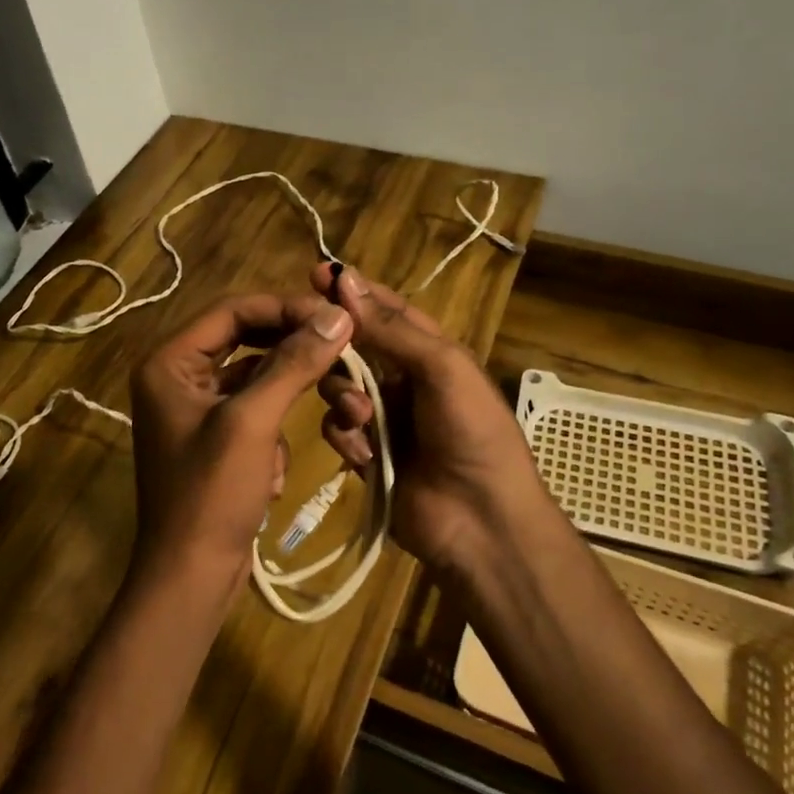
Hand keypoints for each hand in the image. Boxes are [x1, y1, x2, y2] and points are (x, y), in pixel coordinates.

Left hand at [129, 293, 354, 605]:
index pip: (233, 310)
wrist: (191, 577)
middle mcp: (177, 375)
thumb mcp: (254, 422)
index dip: (285, 307)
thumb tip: (338, 315)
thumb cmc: (212, 495)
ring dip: (291, 389)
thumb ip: (294, 363)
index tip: (335, 316)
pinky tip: (276, 466)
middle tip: (341, 344)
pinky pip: (254, 408)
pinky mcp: (214, 436)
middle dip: (293, 347)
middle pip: (245, 338)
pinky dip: (274, 427)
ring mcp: (195, 407)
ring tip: (333, 400)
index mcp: (169, 362)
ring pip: (255, 375)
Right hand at [312, 265, 554, 579]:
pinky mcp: (366, 453)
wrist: (481, 521)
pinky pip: (338, 431)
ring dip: (343, 398)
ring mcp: (383, 418)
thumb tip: (345, 278)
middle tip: (312, 344)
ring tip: (361, 417)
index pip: (385, 310)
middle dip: (336, 348)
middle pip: (353, 348)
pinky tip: (365, 454)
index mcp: (429, 352)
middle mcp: (403, 379)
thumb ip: (390, 328)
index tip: (315, 272)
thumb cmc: (472, 431)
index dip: (353, 292)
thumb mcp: (441, 367)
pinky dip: (346, 438)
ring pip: (338, 388)